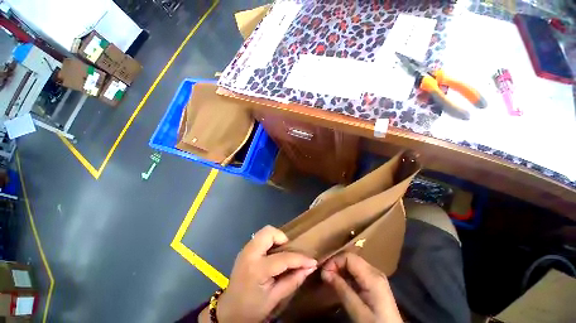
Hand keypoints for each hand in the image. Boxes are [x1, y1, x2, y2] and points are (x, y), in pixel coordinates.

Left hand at [200, 225, 316, 322]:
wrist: (229, 311)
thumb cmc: (252, 308)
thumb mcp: (275, 298)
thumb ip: (293, 280)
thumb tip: (309, 268)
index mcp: (257, 269)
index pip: (284, 258)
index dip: (300, 259)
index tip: (312, 261)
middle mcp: (250, 254)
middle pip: (269, 232)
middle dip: (282, 238)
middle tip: (289, 251)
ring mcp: (245, 249)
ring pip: (265, 232)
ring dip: (276, 238)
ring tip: (281, 253)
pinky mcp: (245, 249)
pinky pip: (261, 237)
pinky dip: (270, 241)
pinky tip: (272, 255)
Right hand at [321, 253, 401, 322]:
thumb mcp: (357, 311)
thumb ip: (342, 289)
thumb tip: (325, 273)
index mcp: (372, 277)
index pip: (349, 257)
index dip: (335, 261)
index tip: (324, 272)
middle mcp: (374, 271)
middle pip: (351, 259)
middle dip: (336, 264)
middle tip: (325, 275)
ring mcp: (375, 276)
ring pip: (353, 264)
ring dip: (340, 269)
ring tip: (330, 278)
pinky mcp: (374, 282)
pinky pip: (357, 272)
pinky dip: (346, 274)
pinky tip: (340, 283)